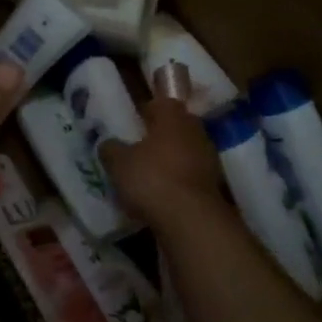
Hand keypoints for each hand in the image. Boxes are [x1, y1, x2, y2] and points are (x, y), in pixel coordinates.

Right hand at [101, 97, 223, 227]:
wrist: (190, 218)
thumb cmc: (151, 178)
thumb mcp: (118, 163)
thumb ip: (111, 149)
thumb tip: (108, 144)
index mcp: (173, 117)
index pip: (161, 103)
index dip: (146, 111)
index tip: (133, 122)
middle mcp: (195, 131)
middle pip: (176, 128)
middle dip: (159, 136)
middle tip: (138, 148)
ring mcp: (208, 158)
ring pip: (185, 152)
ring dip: (169, 160)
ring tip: (147, 175)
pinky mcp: (213, 184)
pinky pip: (190, 176)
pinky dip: (177, 181)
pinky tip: (161, 195)